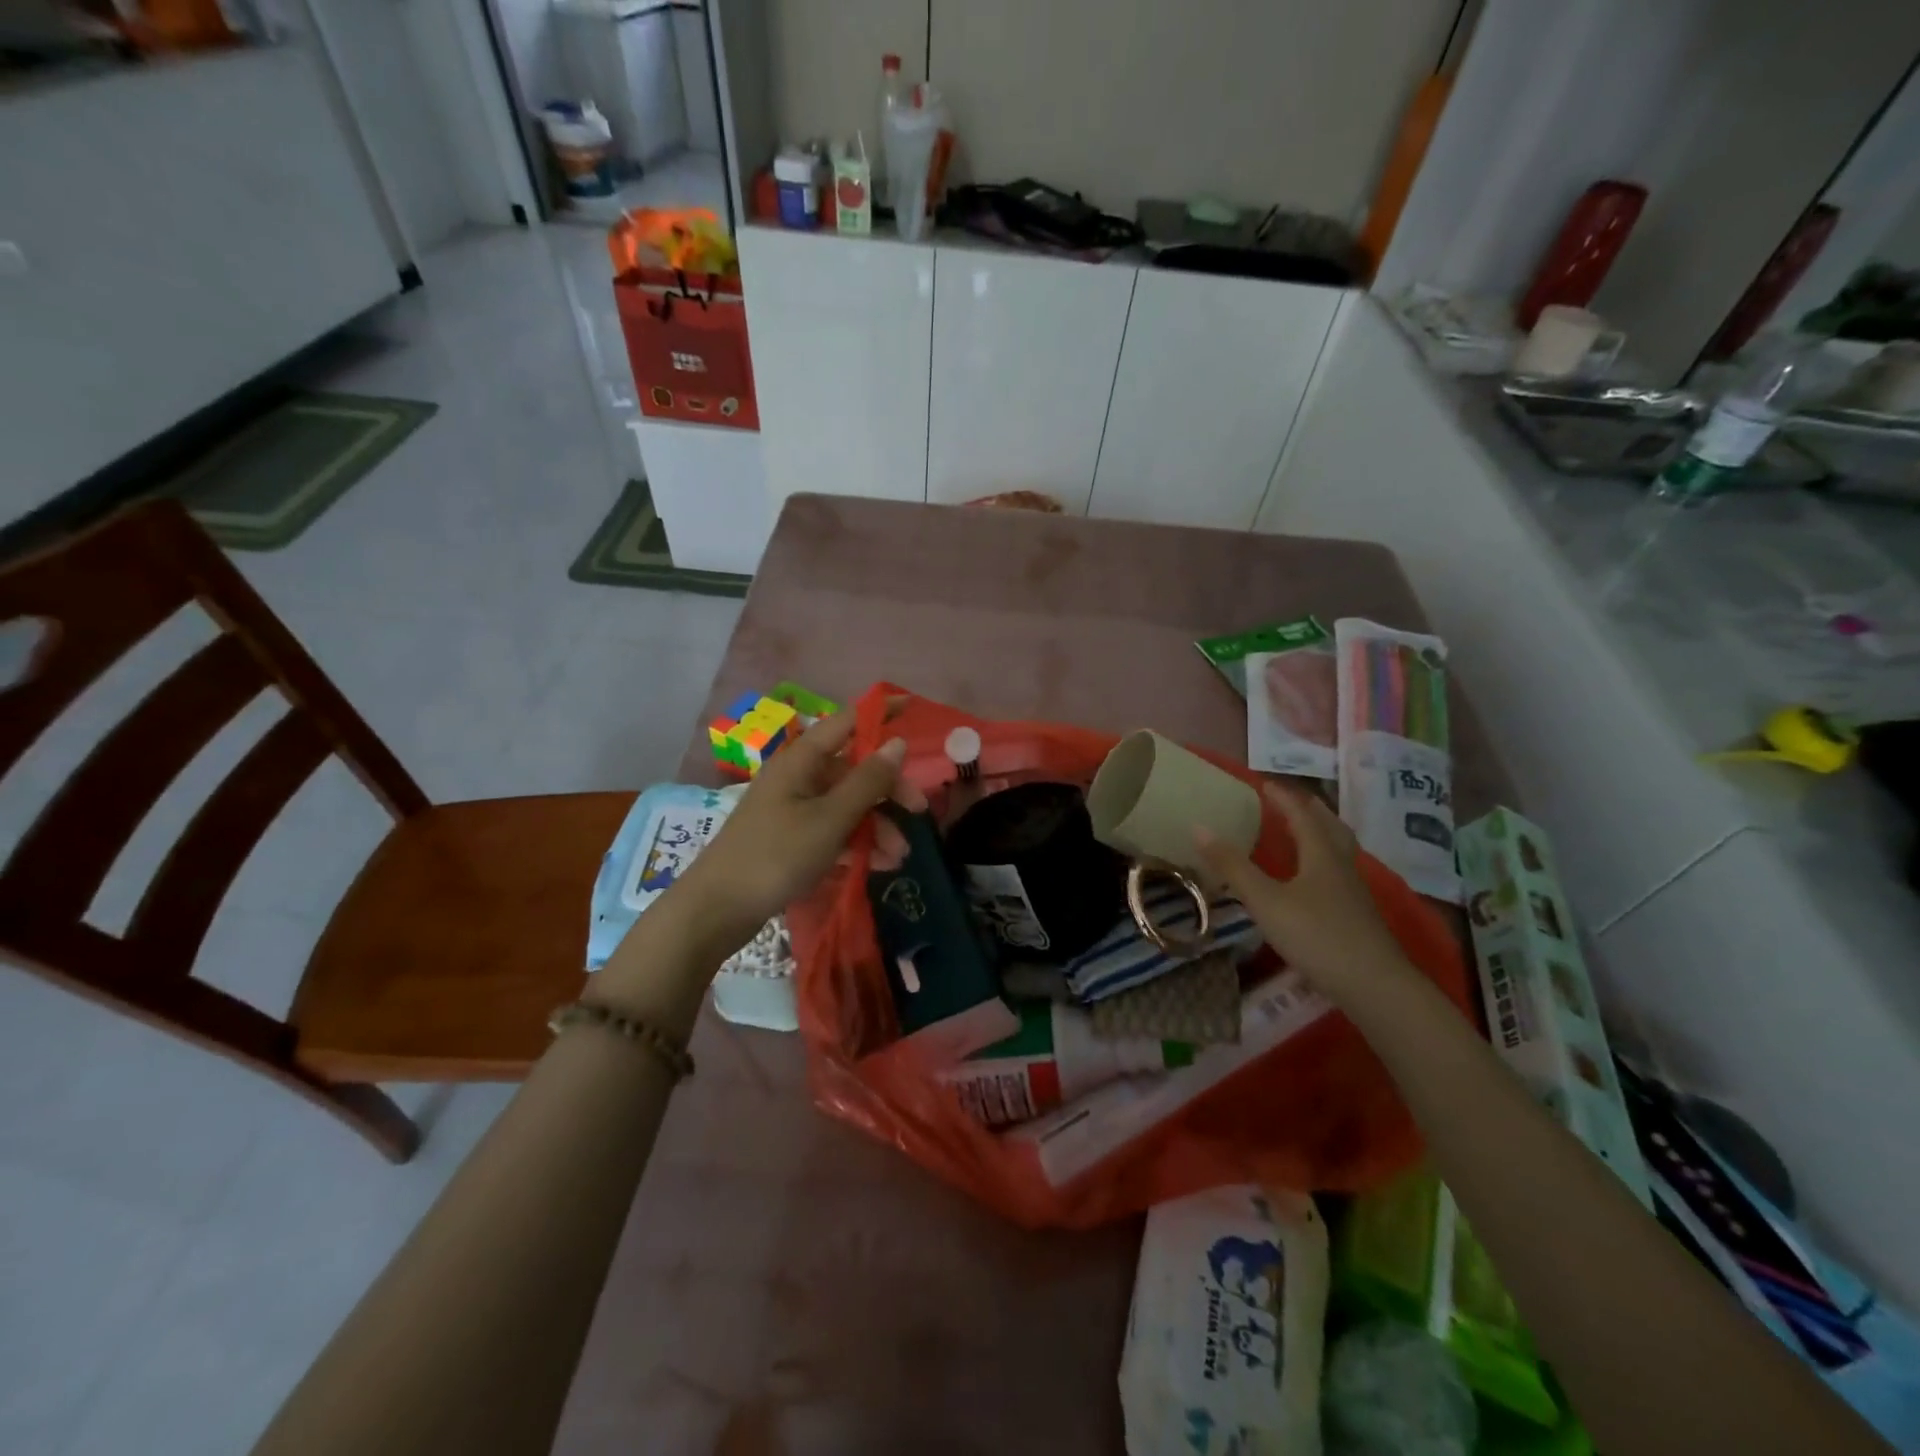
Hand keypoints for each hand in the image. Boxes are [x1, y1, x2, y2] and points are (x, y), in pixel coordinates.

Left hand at [669, 714, 907, 962]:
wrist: (717, 910)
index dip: (879, 713)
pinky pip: (834, 830)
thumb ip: (868, 781)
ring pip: (848, 804)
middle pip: (854, 769)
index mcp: (802, 761)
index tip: (914, 708)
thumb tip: (897, 742)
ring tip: (898, 857)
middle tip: (920, 812)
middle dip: (889, 790)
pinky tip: (879, 865)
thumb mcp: (830, 819)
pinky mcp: (792, 839)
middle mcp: (798, 778)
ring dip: (877, 825)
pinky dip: (857, 843)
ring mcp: (794, 809)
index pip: (847, 722)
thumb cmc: (776, 855)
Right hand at [1193, 781, 1411, 995]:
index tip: (1264, 784)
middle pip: (1331, 828)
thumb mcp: (1265, 901)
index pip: (1302, 815)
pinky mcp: (1358, 917)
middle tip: (1291, 801)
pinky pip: (1339, 875)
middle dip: (1310, 810)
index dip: (1283, 798)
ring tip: (1305, 833)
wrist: (1374, 986)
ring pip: (1340, 852)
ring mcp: (1354, 893)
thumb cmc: (1316, 936)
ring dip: (1322, 835)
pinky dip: (1324, 863)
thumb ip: (1233, 866)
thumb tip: (1198, 827)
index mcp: (1321, 855)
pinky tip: (1314, 882)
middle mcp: (1342, 867)